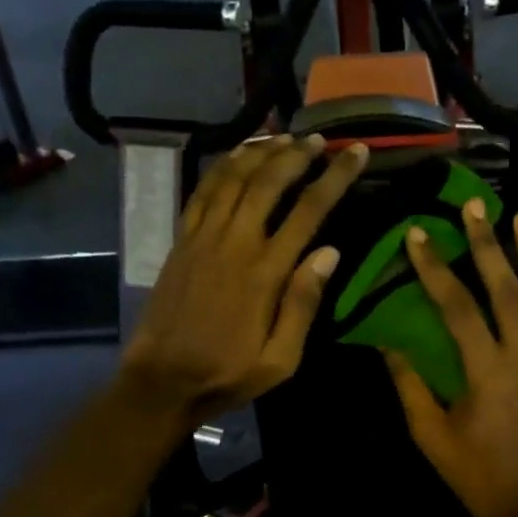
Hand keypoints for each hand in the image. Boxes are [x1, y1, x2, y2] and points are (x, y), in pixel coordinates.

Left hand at [119, 134, 367, 428]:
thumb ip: (303, 304)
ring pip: (234, 178)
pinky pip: (203, 191)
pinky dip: (223, 166)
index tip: (355, 152)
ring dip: (261, 152)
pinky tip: (238, 154)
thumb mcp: (280, 359)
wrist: (161, 380)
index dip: (335, 177)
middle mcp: (234, 243)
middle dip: (298, 154)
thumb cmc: (227, 374)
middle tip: (321, 139)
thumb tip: (330, 252)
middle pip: (269, 182)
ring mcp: (203, 238)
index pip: (308, 211)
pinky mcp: (181, 241)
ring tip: (284, 136)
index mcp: (265, 272)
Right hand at [382, 200, 517, 516]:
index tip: (418, 236)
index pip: (458, 306)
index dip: (435, 269)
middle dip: (487, 244)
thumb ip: (409, 383)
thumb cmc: (474, 472)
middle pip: (506, 289)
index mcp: (488, 372)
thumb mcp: (430, 433)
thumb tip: (385, 340)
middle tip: (474, 206)